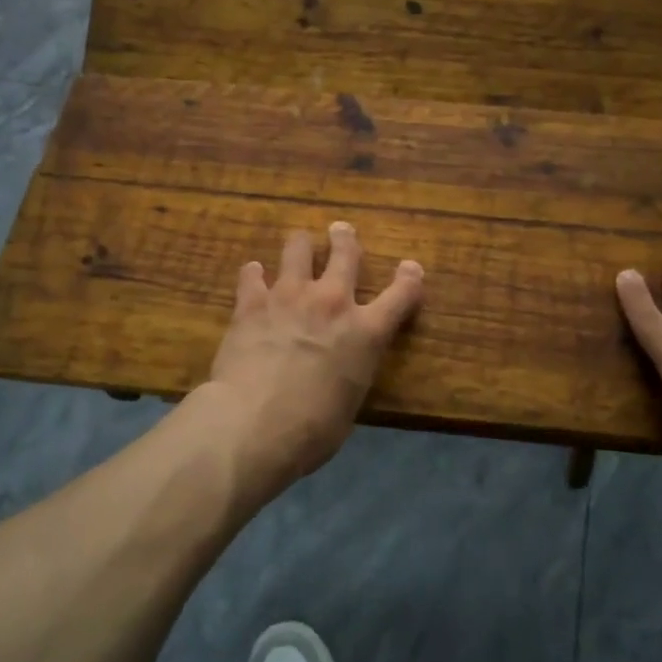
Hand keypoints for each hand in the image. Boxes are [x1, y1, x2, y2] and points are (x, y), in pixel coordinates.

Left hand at [203, 222, 424, 494]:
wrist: (255, 424)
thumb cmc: (312, 430)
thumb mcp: (350, 403)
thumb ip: (351, 374)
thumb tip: (339, 372)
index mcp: (366, 333)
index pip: (401, 295)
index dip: (410, 278)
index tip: (410, 268)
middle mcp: (332, 303)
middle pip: (346, 254)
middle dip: (346, 239)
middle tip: (341, 231)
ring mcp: (290, 296)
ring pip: (298, 250)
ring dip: (301, 244)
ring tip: (299, 242)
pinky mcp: (251, 303)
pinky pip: (252, 275)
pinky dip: (254, 274)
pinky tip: (253, 273)